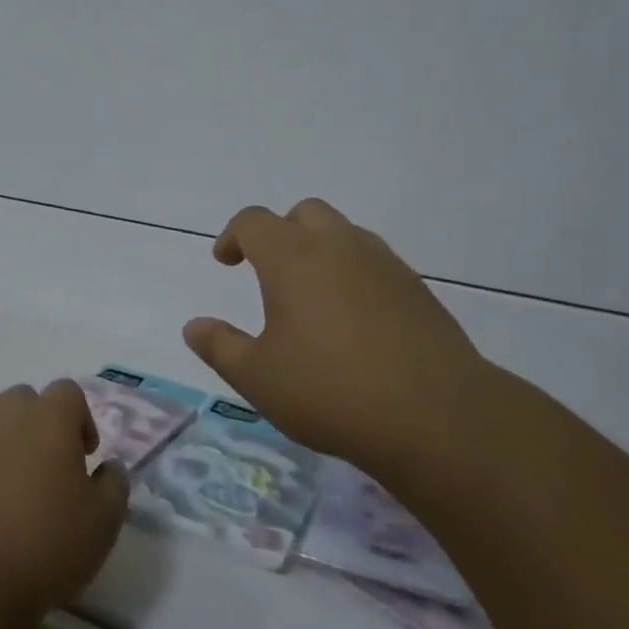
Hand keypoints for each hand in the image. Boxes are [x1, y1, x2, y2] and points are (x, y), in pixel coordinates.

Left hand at [0, 380, 128, 621]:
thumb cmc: (41, 547)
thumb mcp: (102, 524)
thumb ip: (114, 485)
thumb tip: (108, 467)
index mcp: (49, 419)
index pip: (68, 392)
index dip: (79, 419)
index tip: (82, 457)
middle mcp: (3, 413)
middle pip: (24, 401)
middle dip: (37, 426)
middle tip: (43, 472)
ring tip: (2, 491)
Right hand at [183, 199, 489, 476]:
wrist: (434, 415)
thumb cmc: (330, 391)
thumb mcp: (258, 377)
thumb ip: (220, 347)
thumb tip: (193, 326)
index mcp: (292, 257)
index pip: (254, 221)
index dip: (233, 236)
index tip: (225, 262)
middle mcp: (339, 246)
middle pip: (304, 213)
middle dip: (280, 233)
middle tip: (268, 273)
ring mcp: (384, 263)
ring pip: (344, 233)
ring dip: (320, 250)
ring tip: (312, 298)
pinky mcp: (417, 288)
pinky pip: (375, 263)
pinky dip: (354, 274)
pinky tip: (354, 321)